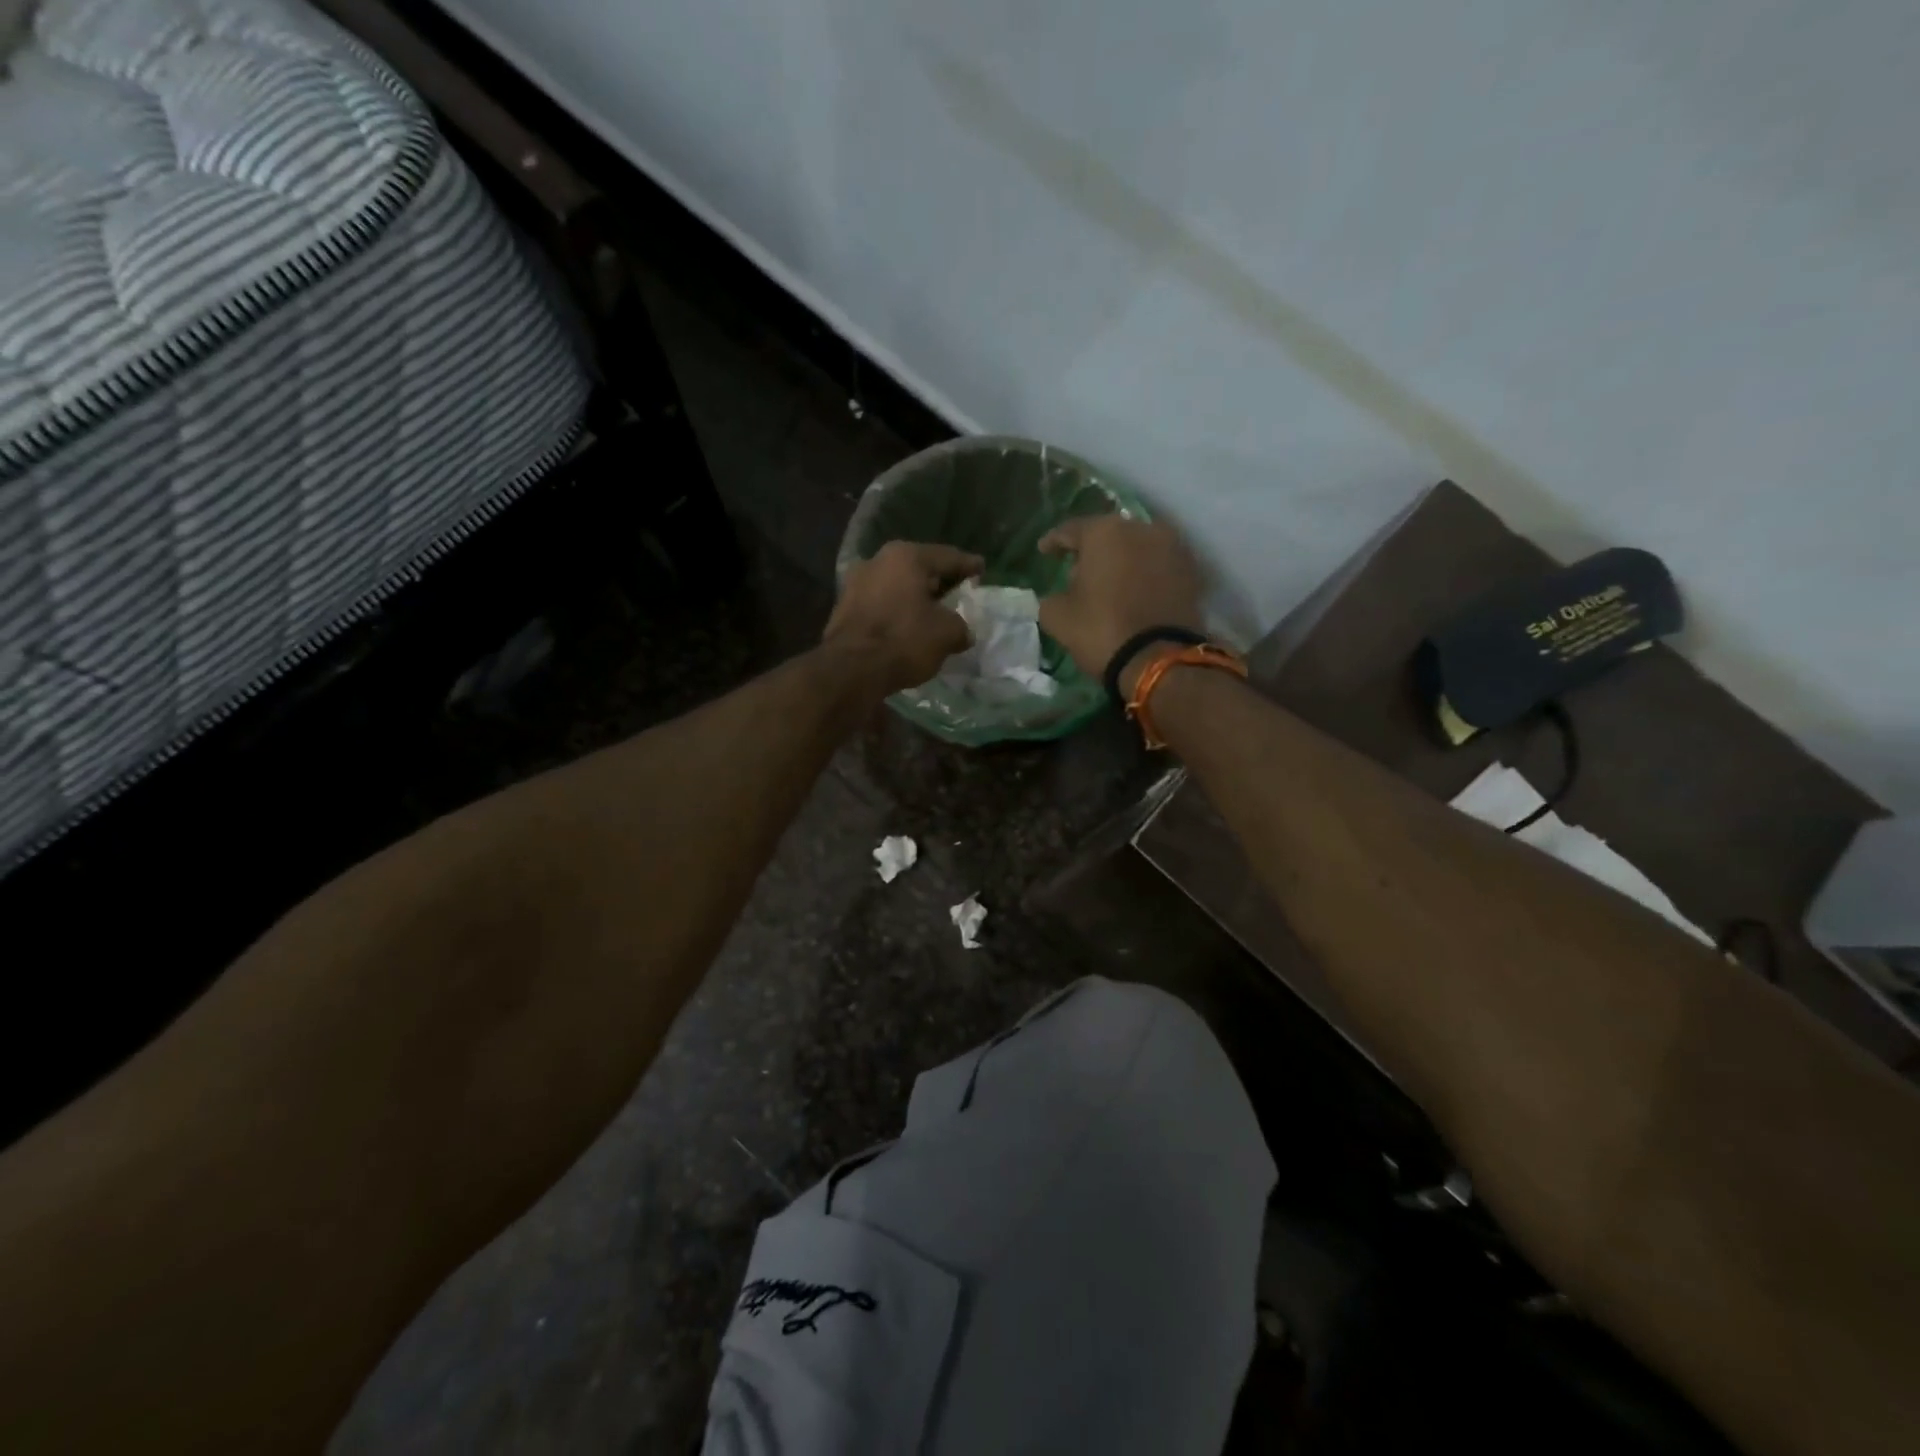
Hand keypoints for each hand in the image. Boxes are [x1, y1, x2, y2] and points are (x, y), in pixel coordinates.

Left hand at [823, 540, 983, 695]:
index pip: (947, 556)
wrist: (850, 669)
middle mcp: (878, 561)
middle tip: (959, 590)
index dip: (969, 565)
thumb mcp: (947, 633)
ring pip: (897, 586)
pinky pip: (881, 603)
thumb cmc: (904, 640)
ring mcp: (856, 583)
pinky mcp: (843, 608)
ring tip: (934, 611)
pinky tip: (908, 625)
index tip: (982, 568)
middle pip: (919, 568)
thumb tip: (961, 632)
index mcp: (906, 556)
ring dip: (915, 597)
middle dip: (939, 580)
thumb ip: (960, 626)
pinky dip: (898, 611)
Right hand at [1038, 515, 1204, 692]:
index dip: (1054, 541)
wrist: (1159, 660)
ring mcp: (1172, 548)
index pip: (1071, 530)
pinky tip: (1132, 592)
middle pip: (1108, 535)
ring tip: (1108, 583)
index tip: (1044, 551)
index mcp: (1104, 532)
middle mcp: (1142, 529)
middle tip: (1077, 572)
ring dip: (1121, 561)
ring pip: (1136, 548)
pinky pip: (1157, 566)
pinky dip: (1143, 575)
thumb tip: (1060, 595)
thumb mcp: (1057, 616)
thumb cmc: (1100, 630)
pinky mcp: (1191, 572)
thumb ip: (1051, 597)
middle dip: (1092, 551)